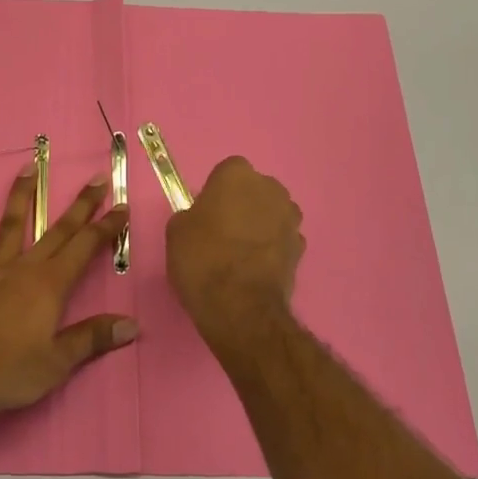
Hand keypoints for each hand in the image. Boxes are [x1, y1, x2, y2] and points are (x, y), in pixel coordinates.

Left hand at [0, 166, 134, 425]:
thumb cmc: (9, 370)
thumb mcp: (58, 362)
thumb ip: (93, 339)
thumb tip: (132, 325)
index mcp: (51, 285)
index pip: (86, 247)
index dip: (106, 226)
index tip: (122, 205)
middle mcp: (25, 268)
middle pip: (58, 230)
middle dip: (81, 205)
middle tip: (97, 178)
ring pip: (10, 226)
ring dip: (21, 197)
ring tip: (28, 168)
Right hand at [166, 156, 304, 353]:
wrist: (240, 306)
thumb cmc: (202, 259)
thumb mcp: (176, 231)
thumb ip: (192, 214)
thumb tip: (203, 219)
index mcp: (237, 175)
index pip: (227, 172)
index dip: (216, 192)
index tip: (206, 213)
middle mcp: (270, 188)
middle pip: (254, 189)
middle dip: (243, 204)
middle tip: (222, 231)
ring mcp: (290, 218)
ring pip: (271, 213)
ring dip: (260, 225)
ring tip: (240, 253)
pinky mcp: (301, 247)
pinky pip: (281, 239)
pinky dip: (271, 248)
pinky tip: (255, 269)